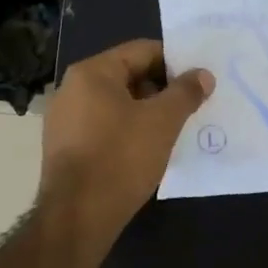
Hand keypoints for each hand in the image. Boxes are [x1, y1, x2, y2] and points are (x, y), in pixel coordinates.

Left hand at [39, 39, 213, 239]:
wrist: (78, 216)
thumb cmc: (121, 158)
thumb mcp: (163, 121)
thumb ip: (186, 93)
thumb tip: (203, 74)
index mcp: (92, 73)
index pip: (142, 51)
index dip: (175, 63)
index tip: (198, 82)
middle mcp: (72, 89)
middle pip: (128, 76)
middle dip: (162, 90)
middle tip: (191, 107)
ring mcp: (65, 120)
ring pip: (117, 104)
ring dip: (146, 113)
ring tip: (174, 130)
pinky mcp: (65, 148)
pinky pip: (104, 127)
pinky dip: (128, 132)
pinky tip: (147, 151)